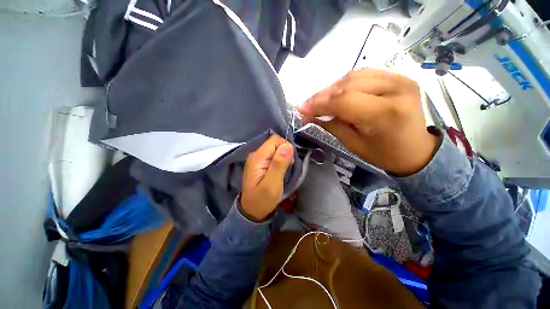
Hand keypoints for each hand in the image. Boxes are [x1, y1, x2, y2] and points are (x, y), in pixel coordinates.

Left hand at [240, 135, 293, 221]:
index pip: (275, 139)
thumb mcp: (272, 184)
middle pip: (275, 142)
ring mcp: (257, 158)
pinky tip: (280, 170)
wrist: (252, 210)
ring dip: (283, 157)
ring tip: (284, 170)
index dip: (285, 147)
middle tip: (287, 168)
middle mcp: (256, 154)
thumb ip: (279, 164)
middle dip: (285, 152)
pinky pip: (273, 155)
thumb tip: (287, 145)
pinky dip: (280, 160)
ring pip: (275, 148)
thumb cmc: (262, 199)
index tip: (289, 161)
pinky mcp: (260, 163)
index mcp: (258, 157)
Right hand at [297, 68, 437, 176]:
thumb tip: (309, 115)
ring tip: (320, 100)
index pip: (343, 100)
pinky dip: (346, 83)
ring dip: (332, 88)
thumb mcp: (353, 144)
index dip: (318, 103)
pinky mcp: (399, 76)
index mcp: (385, 113)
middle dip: (322, 95)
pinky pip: (364, 74)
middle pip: (347, 84)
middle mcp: (396, 89)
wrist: (416, 150)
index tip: (301, 109)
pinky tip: (337, 93)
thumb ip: (330, 125)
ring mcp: (400, 78)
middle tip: (307, 105)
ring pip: (354, 76)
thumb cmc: (384, 154)